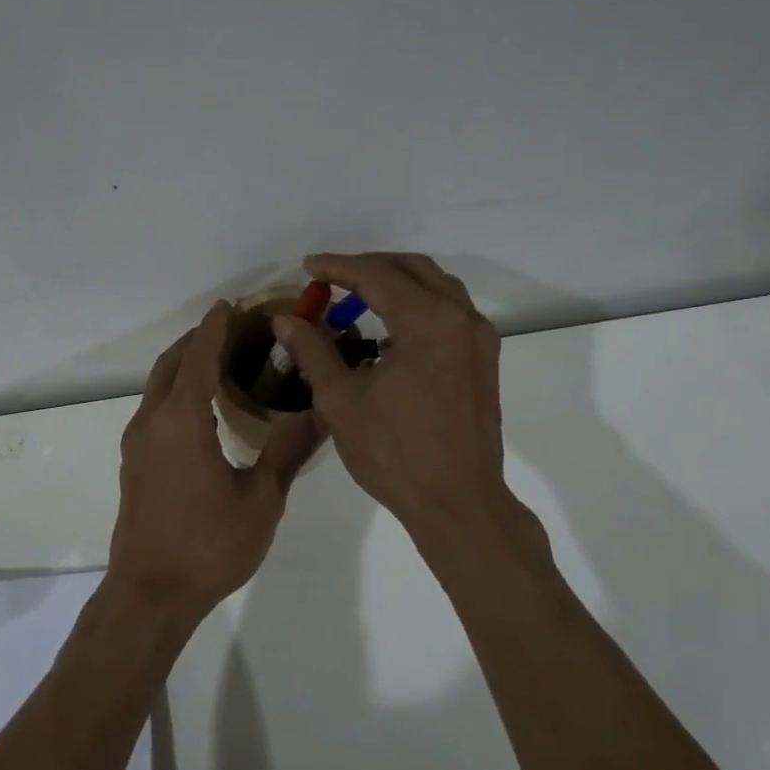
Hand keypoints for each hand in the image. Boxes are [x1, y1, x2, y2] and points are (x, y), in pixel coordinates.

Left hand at [108, 301, 321, 622]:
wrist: (150, 593)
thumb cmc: (209, 545)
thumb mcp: (261, 500)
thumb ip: (288, 451)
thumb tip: (321, 412)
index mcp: (182, 421)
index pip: (199, 358)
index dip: (215, 328)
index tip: (231, 305)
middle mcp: (152, 421)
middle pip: (171, 364)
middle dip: (198, 340)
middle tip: (233, 329)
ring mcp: (137, 443)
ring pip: (158, 385)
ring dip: (184, 365)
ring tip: (221, 361)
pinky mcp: (134, 463)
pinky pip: (154, 408)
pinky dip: (176, 390)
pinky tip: (202, 408)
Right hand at [275, 253, 509, 537]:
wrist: (458, 503)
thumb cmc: (394, 453)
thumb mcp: (340, 400)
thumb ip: (313, 350)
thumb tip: (286, 320)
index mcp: (428, 322)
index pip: (377, 275)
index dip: (337, 267)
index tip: (308, 267)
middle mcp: (461, 319)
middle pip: (412, 270)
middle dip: (369, 267)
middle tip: (331, 278)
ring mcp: (479, 339)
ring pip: (436, 287)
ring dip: (396, 283)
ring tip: (357, 296)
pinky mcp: (484, 360)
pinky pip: (449, 313)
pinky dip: (417, 306)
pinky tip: (390, 331)